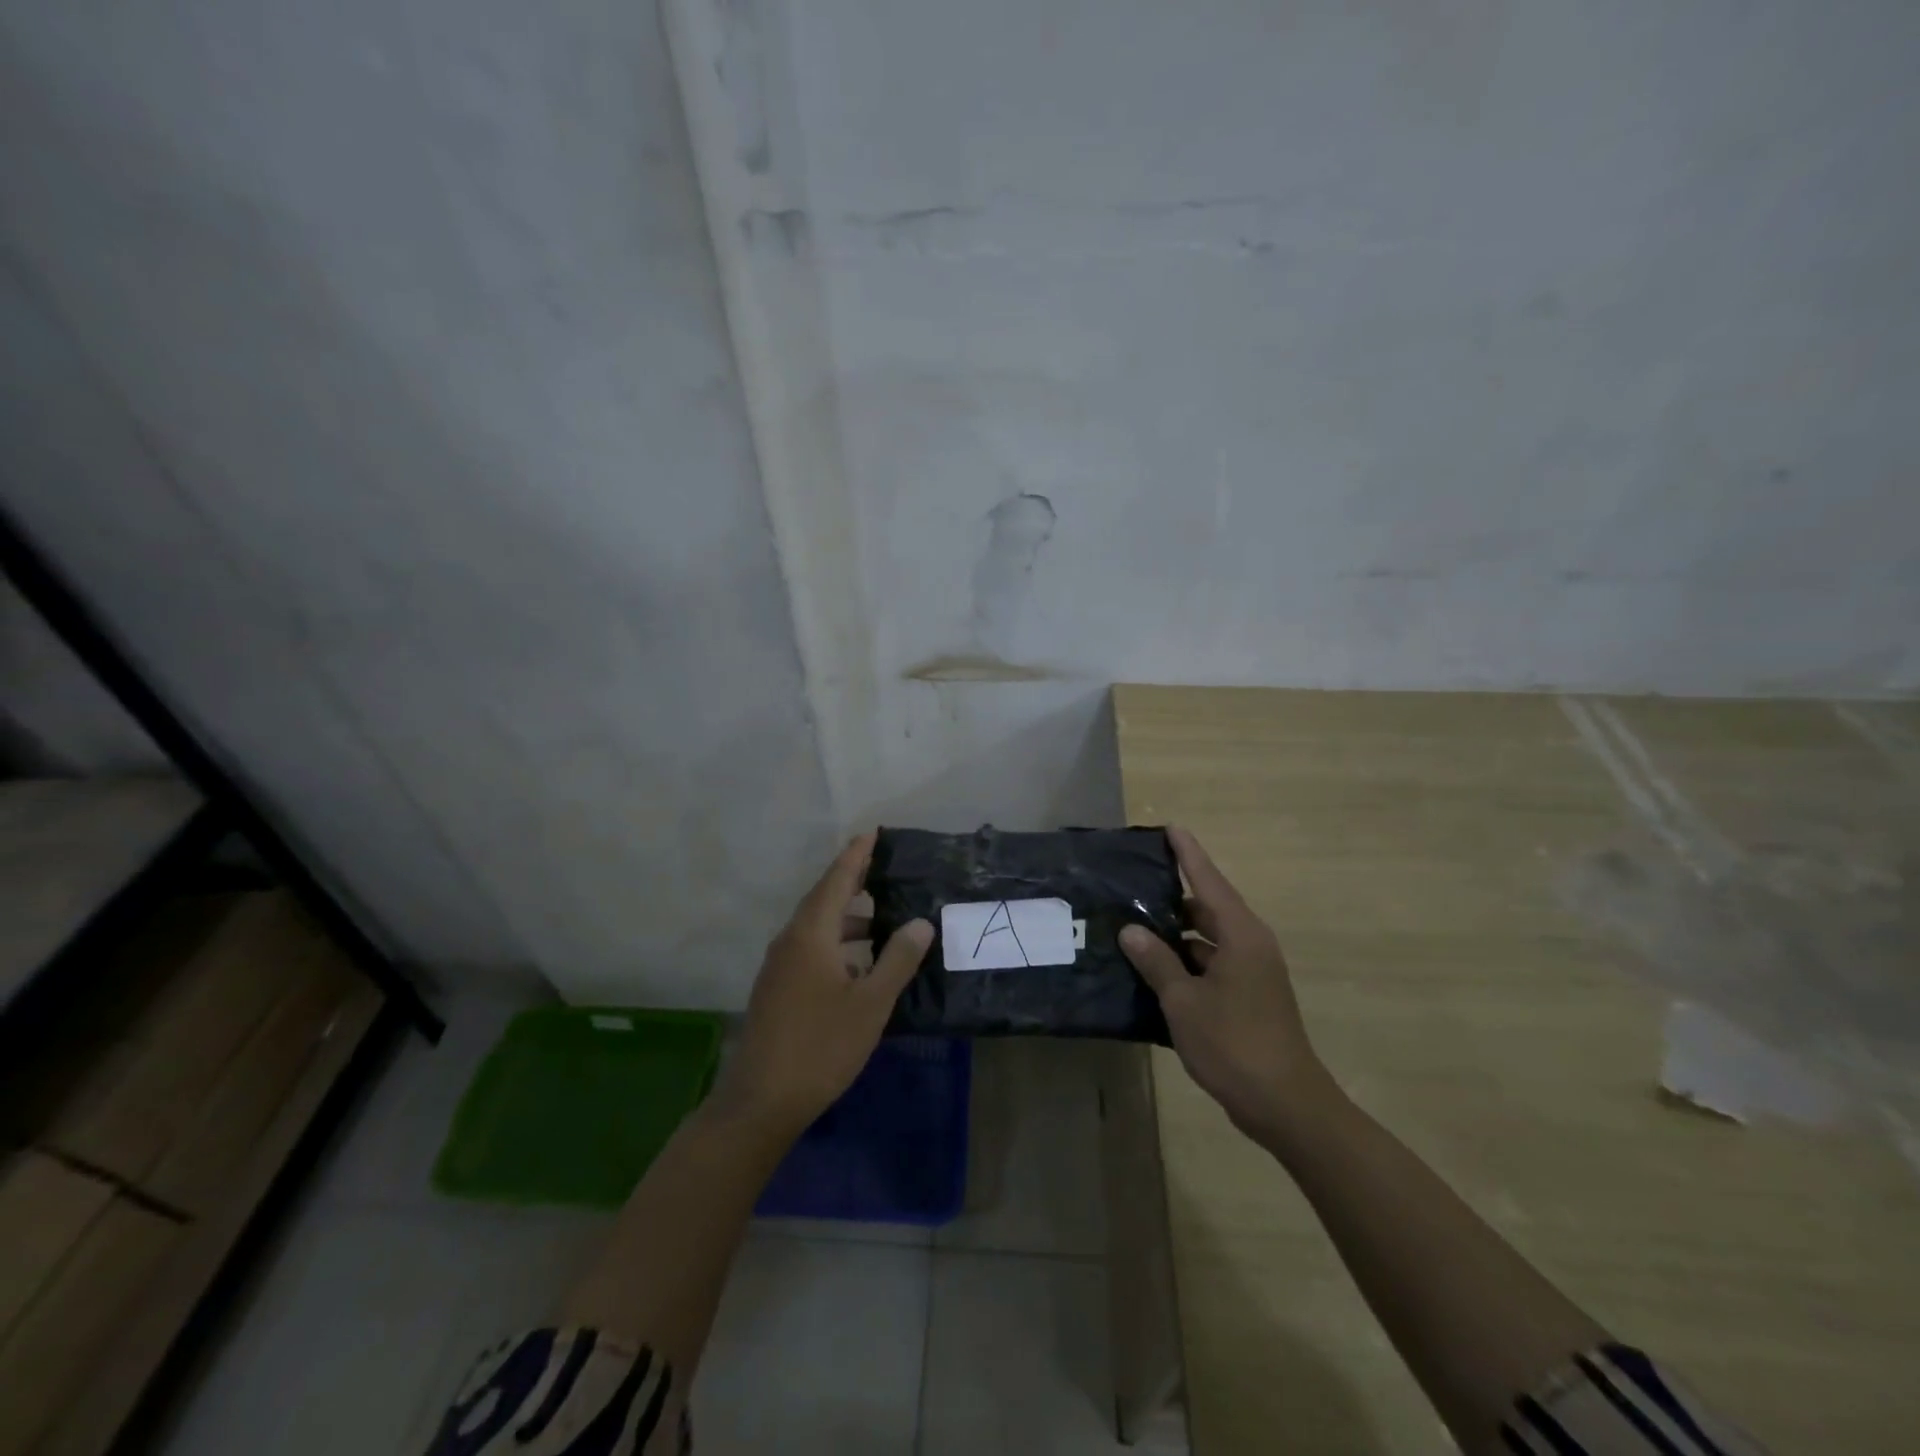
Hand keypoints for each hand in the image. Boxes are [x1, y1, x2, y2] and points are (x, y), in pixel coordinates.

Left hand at [712, 833, 932, 1139]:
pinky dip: (836, 943)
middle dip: (852, 881)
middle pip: (823, 899)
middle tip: (883, 867)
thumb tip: (921, 922)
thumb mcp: (870, 1003)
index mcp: (810, 934)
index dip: (856, 855)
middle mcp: (790, 941)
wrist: (761, 1101)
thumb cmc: (821, 1045)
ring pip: (816, 927)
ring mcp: (779, 967)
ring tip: (880, 918)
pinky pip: (810, 949)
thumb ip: (897, 959)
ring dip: (847, 918)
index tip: (873, 832)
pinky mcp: (777, 990)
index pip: (836, 880)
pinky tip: (858, 964)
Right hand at [1119, 827, 1336, 1147]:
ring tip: (1133, 927)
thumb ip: (1157, 961)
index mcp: (1241, 935)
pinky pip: (1212, 964)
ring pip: (1208, 939)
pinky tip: (1154, 970)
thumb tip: (1131, 930)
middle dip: (1172, 897)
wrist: (1286, 1105)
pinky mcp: (1249, 996)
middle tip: (1132, 887)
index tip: (1169, 827)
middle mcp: (1250, 945)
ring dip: (1176, 934)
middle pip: (1208, 907)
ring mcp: (1252, 972)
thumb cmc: (1234, 1045)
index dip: (1187, 853)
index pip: (1208, 880)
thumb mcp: (1184, 1001)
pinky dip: (1186, 962)